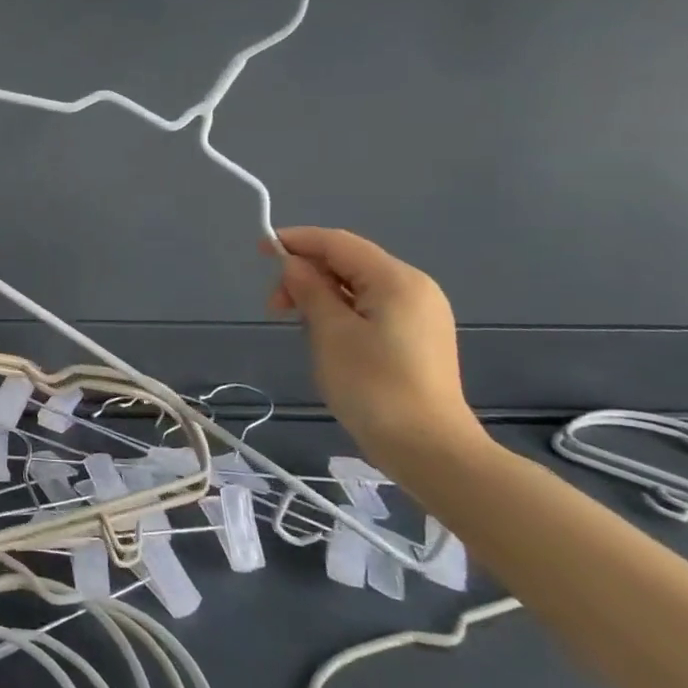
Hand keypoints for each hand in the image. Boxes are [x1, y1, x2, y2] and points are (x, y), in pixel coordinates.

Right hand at [266, 227, 480, 455]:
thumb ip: (310, 290)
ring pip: (358, 286)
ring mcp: (420, 314)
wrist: (428, 447)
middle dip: (307, 273)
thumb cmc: (373, 385)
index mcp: (397, 280)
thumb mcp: (330, 333)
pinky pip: (370, 307)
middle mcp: (414, 288)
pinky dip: (340, 310)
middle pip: (349, 262)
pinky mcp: (417, 337)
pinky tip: (322, 333)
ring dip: (320, 294)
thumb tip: (293, 264)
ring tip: (296, 323)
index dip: (297, 240)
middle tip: (274, 306)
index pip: (338, 243)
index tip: (259, 249)